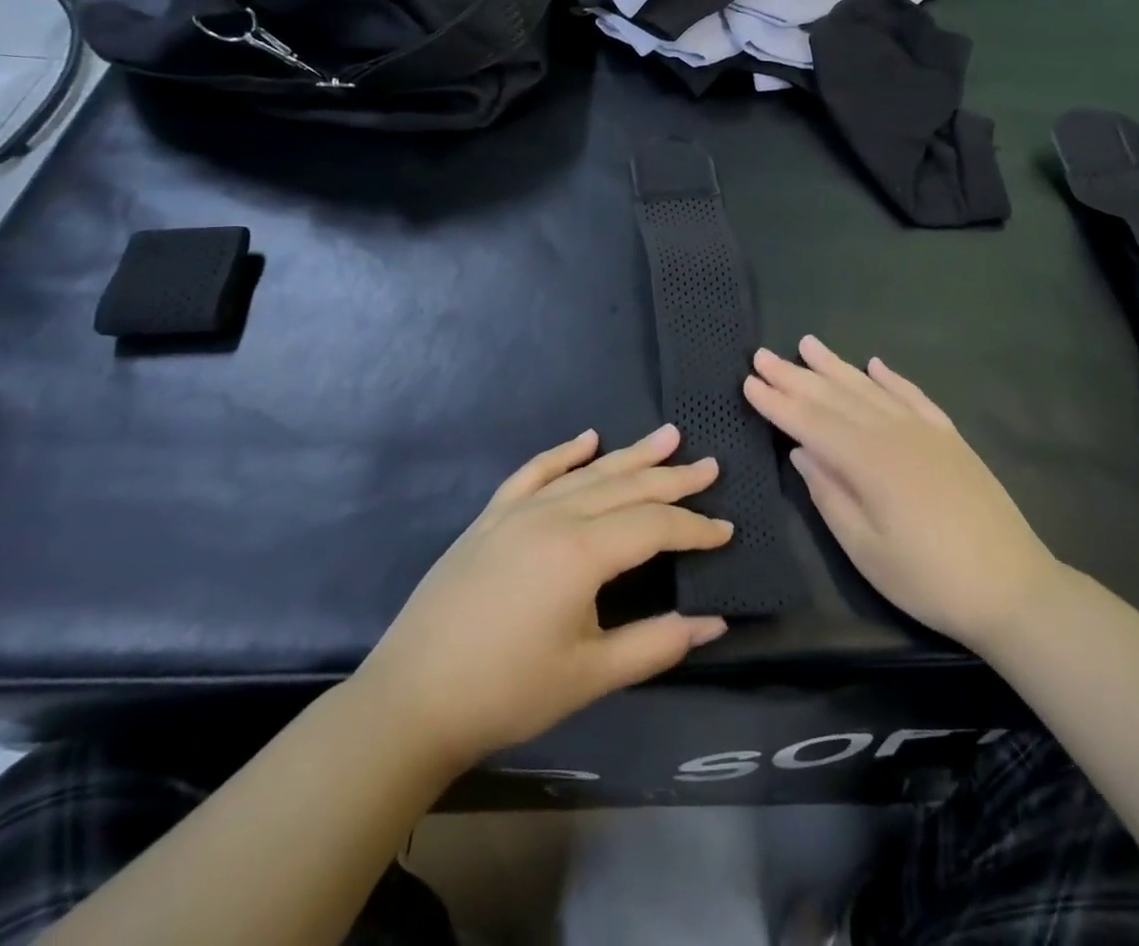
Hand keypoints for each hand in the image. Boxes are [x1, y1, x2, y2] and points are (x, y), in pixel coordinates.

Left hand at [354, 425, 732, 770]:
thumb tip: (714, 621)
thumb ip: (657, 643)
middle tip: (710, 465)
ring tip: (667, 436)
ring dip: (631, 455)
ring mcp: (519, 511)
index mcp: (582, 552)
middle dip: (673, 479)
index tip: (727, 530)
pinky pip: (534, 472)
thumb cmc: (507, 691)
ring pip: (588, 473)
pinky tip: (587, 439)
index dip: (695, 528)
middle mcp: (555, 516)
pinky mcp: (491, 517)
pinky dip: (564, 453)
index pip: (655, 526)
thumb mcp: (591, 676)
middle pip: (627, 487)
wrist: (411, 700)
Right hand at [744, 336, 1059, 652]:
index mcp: (868, 461)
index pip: (811, 423)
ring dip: (836, 366)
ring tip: (807, 344)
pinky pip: (914, 397)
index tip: (748, 381)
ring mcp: (925, 431)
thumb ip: (829, 495)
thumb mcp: (866, 549)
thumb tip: (800, 452)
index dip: (777, 403)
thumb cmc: (929, 579)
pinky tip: (875, 364)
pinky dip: (891, 378)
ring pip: (870, 389)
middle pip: (836, 397)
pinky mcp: (950, 438)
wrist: (1013, 587)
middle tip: (763, 355)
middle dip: (796, 376)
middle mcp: (894, 433)